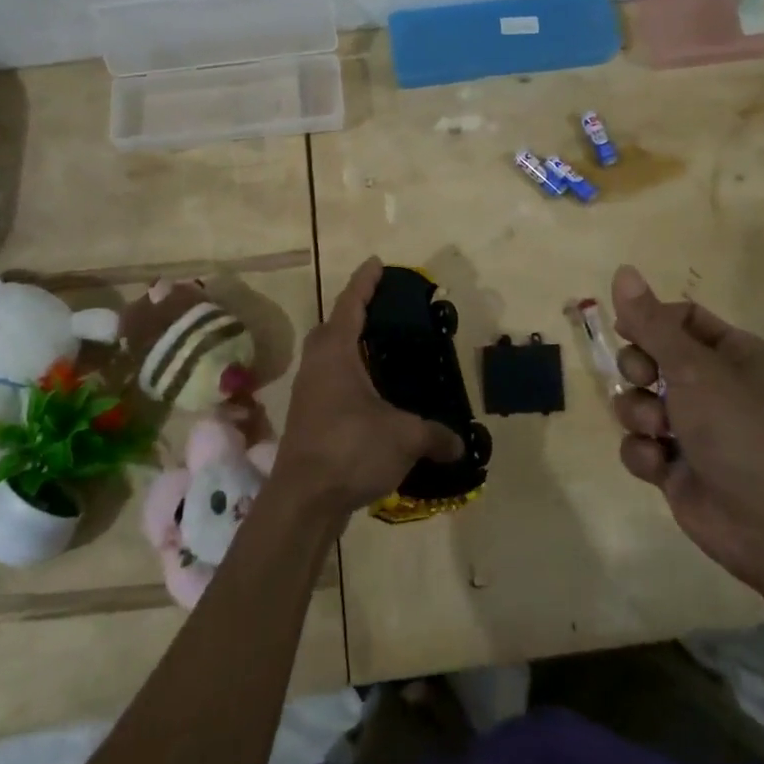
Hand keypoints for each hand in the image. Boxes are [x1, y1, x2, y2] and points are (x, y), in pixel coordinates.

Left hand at [271, 258, 463, 525]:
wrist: (303, 500)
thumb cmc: (350, 449)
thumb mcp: (404, 437)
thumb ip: (435, 435)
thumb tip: (460, 444)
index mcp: (336, 353)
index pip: (351, 305)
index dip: (365, 282)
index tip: (377, 263)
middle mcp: (317, 365)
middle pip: (332, 327)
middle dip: (353, 313)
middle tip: (381, 310)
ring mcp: (308, 392)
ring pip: (327, 357)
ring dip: (348, 347)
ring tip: (378, 352)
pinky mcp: (308, 418)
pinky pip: (329, 382)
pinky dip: (348, 377)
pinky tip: (370, 396)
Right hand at [610, 264, 763, 590]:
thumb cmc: (741, 429)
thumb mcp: (694, 367)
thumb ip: (651, 322)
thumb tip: (623, 270)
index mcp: (736, 354)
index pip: (682, 319)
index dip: (650, 321)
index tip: (626, 328)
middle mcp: (717, 387)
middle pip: (652, 357)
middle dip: (640, 370)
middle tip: (647, 379)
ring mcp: (696, 428)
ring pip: (639, 401)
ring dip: (640, 413)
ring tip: (659, 431)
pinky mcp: (677, 466)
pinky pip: (640, 444)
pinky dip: (644, 452)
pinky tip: (661, 465)